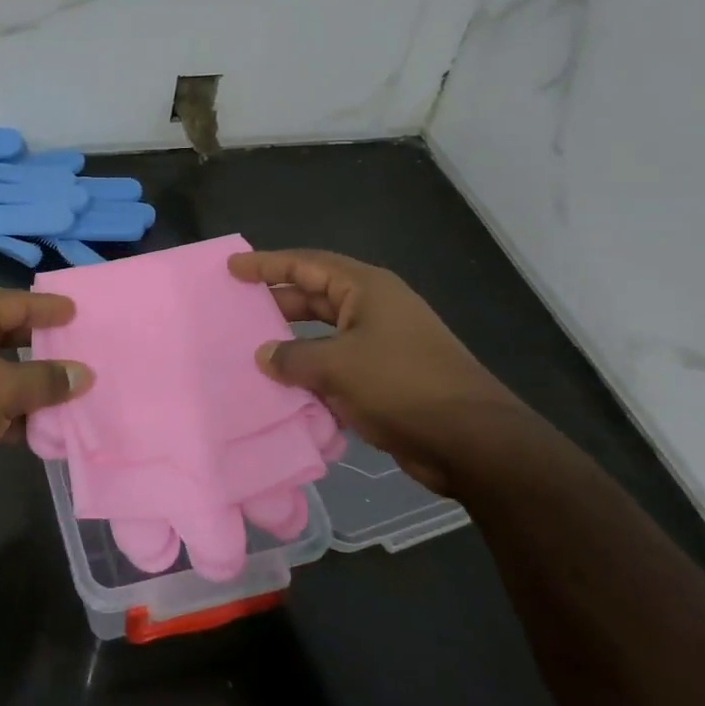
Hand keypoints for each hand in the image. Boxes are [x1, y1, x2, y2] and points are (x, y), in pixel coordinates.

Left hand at [0, 288, 92, 513]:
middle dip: (41, 348)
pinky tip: (38, 429)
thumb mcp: (3, 389)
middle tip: (79, 352)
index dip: (47, 309)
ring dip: (27, 386)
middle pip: (5, 334)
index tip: (77, 313)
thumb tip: (83, 374)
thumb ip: (46, 380)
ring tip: (69, 394)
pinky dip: (7, 411)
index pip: (15, 301)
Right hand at [228, 249, 524, 495]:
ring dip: (292, 343)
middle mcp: (373, 309)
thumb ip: (293, 357)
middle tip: (236, 308)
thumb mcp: (338, 366)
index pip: (307, 264)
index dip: (268, 265)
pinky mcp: (385, 378)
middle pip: (314, 296)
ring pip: (324, 334)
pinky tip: (284, 389)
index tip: (232, 268)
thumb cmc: (403, 386)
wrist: (471, 441)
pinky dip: (311, 373)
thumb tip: (264, 356)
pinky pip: (337, 365)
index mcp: (366, 289)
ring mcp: (382, 344)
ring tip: (252, 350)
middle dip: (277, 302)